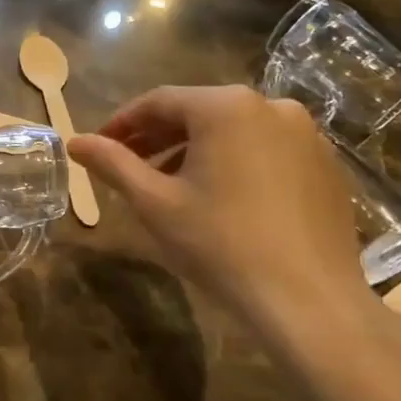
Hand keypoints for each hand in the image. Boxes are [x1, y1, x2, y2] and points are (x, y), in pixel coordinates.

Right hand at [67, 86, 374, 334]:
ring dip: (194, 150)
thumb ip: (112, 164)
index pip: (159, 101)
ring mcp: (306, 135)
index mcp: (225, 106)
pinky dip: (234, 163)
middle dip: (158, 137)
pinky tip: (220, 198)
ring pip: (233, 131)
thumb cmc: (219, 243)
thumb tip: (75, 141)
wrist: (306, 299)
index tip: (98, 146)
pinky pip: (266, 151)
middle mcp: (271, 106)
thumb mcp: (153, 202)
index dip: (122, 123)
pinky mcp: (326, 165)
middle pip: (198, 112)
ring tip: (169, 185)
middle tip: (127, 165)